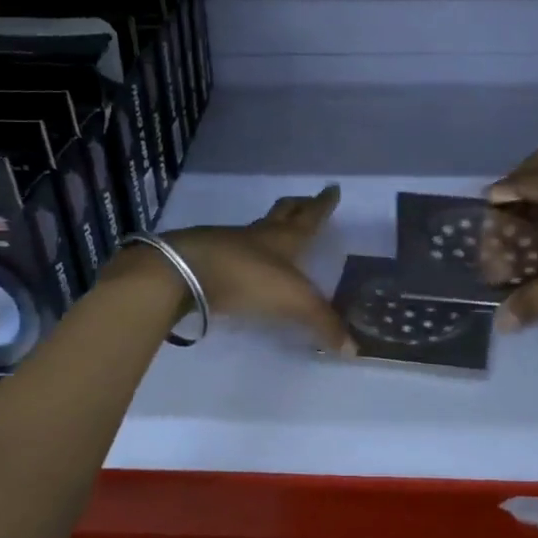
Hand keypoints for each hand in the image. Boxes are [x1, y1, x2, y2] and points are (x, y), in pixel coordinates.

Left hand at [158, 184, 352, 352]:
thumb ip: (323, 323)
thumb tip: (353, 348)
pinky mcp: (207, 259)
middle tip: (307, 201)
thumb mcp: (294, 302)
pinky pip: (233, 252)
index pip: (310, 217)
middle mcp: (258, 235)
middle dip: (298, 207)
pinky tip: (245, 264)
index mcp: (284, 238)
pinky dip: (244, 253)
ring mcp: (229, 244)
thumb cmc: (247, 277)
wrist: (184, 271)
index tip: (331, 189)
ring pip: (256, 230)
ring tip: (277, 234)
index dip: (323, 204)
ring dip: (269, 229)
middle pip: (282, 213)